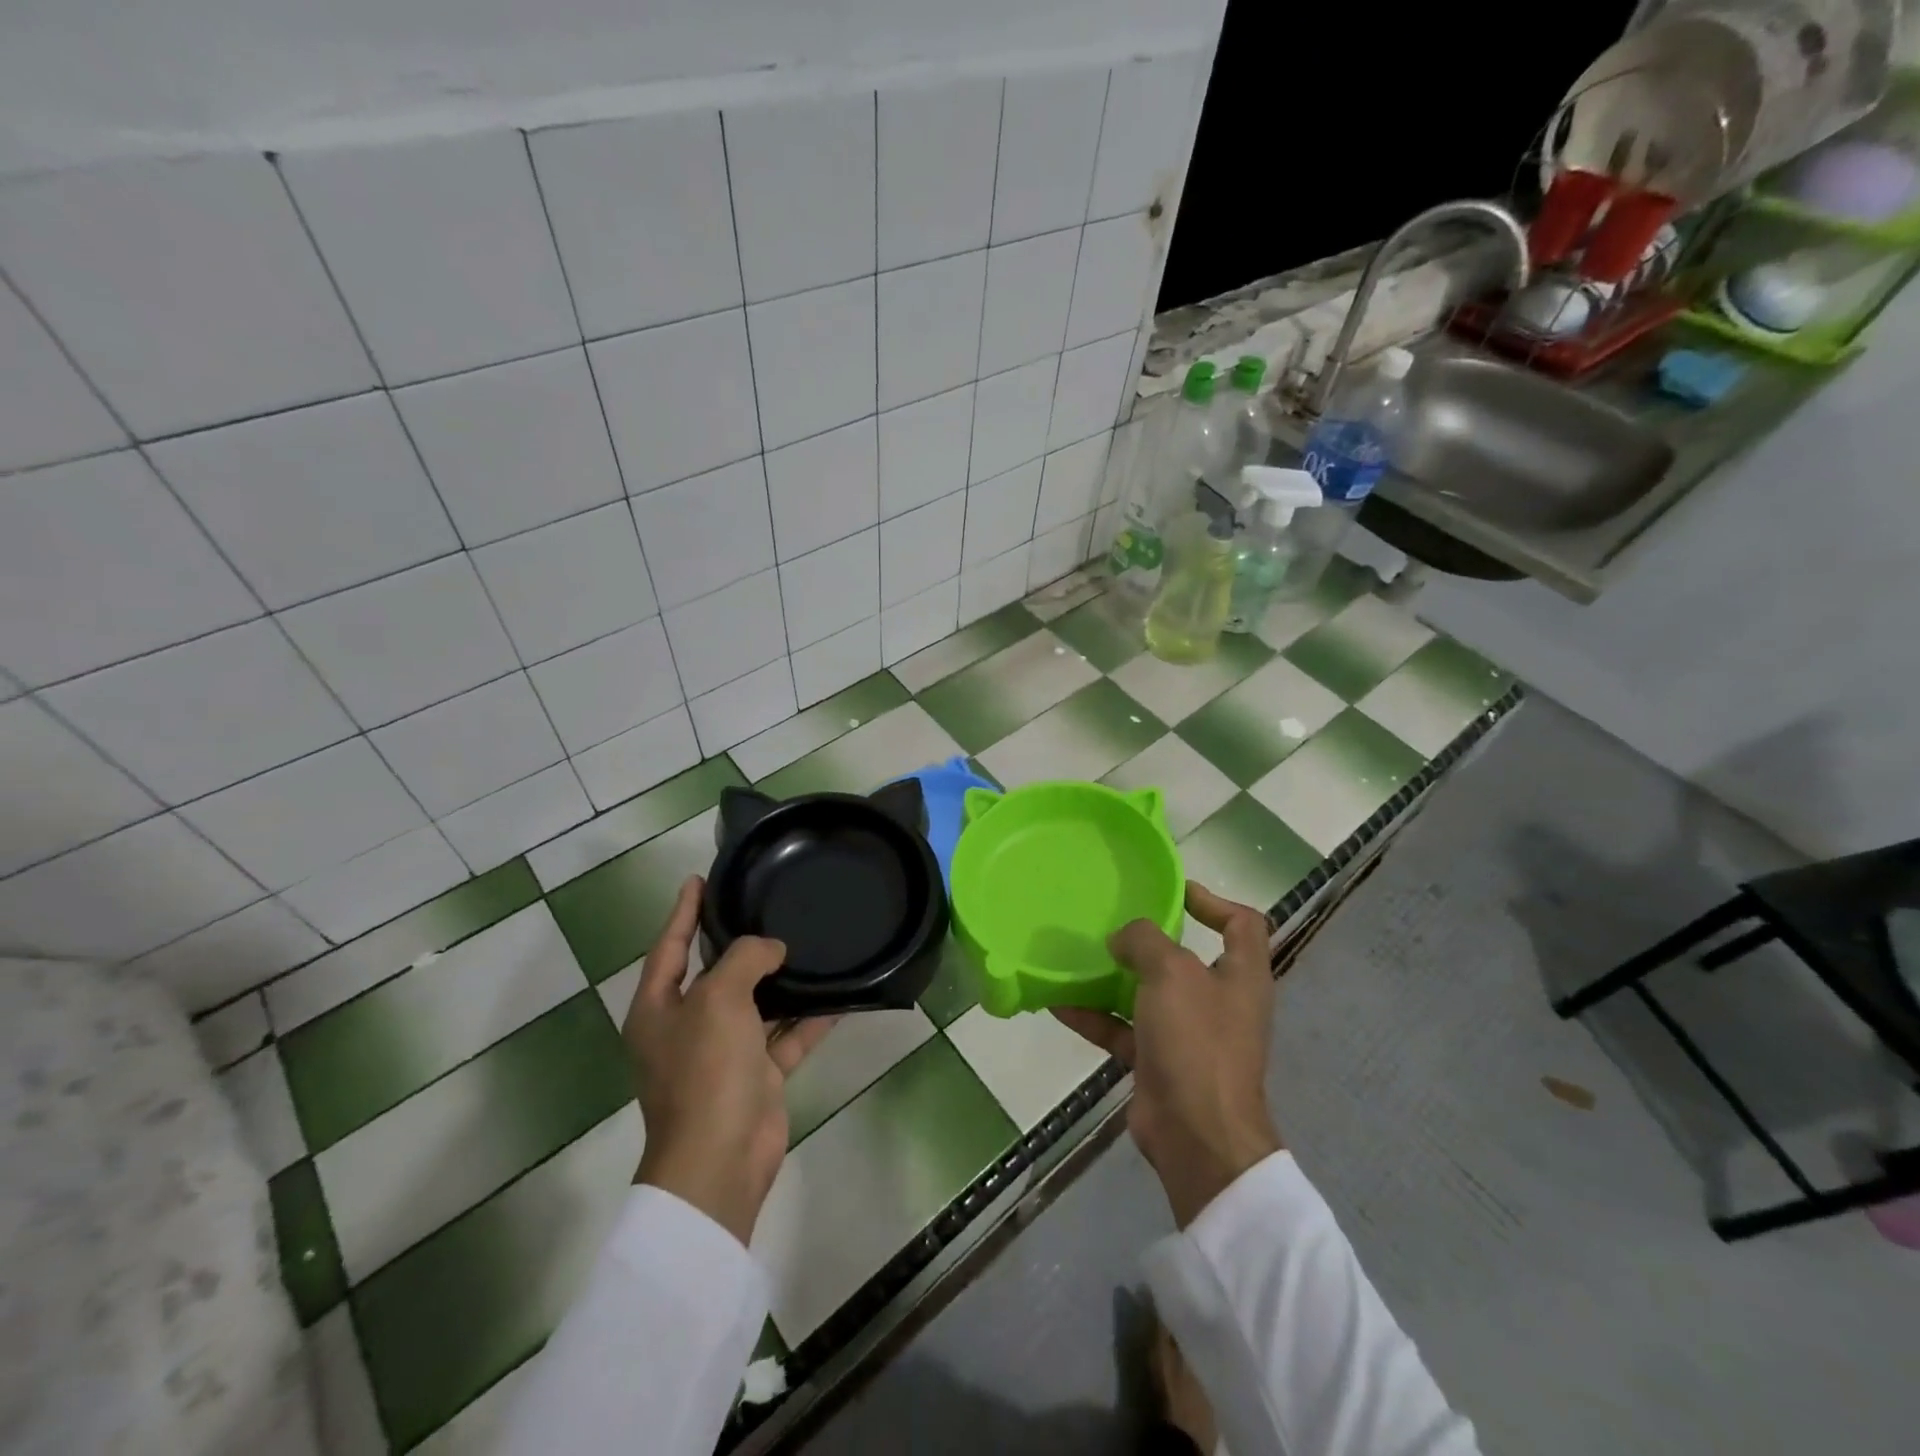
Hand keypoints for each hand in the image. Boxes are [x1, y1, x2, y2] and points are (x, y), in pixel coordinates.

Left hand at [624, 876, 837, 1245]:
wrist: (720, 1160)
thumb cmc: (705, 1071)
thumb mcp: (717, 999)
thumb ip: (743, 959)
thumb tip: (771, 949)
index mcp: (659, 1008)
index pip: (670, 946)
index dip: (683, 911)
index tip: (700, 879)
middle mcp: (687, 1027)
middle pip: (714, 974)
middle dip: (738, 944)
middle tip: (765, 905)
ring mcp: (723, 1053)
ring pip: (755, 1005)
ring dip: (780, 981)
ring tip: (807, 943)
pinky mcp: (756, 1076)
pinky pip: (785, 1037)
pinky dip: (808, 1020)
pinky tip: (838, 996)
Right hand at [1053, 882, 1280, 1226]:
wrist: (1197, 1136)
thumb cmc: (1196, 1041)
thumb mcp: (1171, 973)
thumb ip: (1145, 941)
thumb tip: (1123, 939)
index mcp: (1241, 975)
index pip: (1242, 923)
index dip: (1214, 900)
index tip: (1173, 891)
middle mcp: (1219, 1002)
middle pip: (1188, 959)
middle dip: (1151, 941)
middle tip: (1113, 922)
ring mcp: (1189, 1035)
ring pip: (1149, 994)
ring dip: (1115, 978)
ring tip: (1078, 955)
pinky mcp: (1159, 1062)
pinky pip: (1123, 1030)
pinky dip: (1095, 1016)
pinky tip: (1059, 1002)